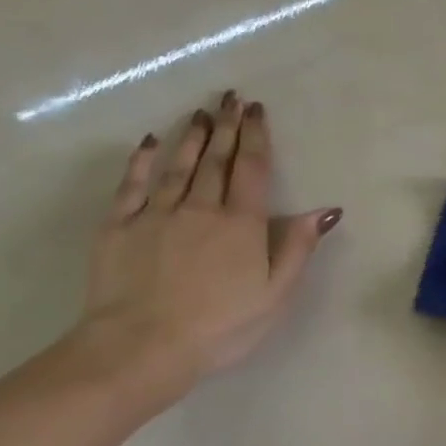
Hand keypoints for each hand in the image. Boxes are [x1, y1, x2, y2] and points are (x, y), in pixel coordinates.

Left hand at [78, 92, 339, 391]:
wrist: (141, 347)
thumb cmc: (220, 326)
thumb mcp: (275, 294)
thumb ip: (298, 248)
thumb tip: (326, 210)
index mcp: (241, 224)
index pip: (252, 169)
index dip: (256, 136)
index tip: (257, 110)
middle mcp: (200, 208)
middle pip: (216, 159)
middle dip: (226, 125)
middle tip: (230, 98)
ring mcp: (156, 214)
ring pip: (178, 165)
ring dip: (192, 136)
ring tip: (200, 112)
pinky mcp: (119, 227)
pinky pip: (133, 185)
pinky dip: (142, 161)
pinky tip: (149, 143)